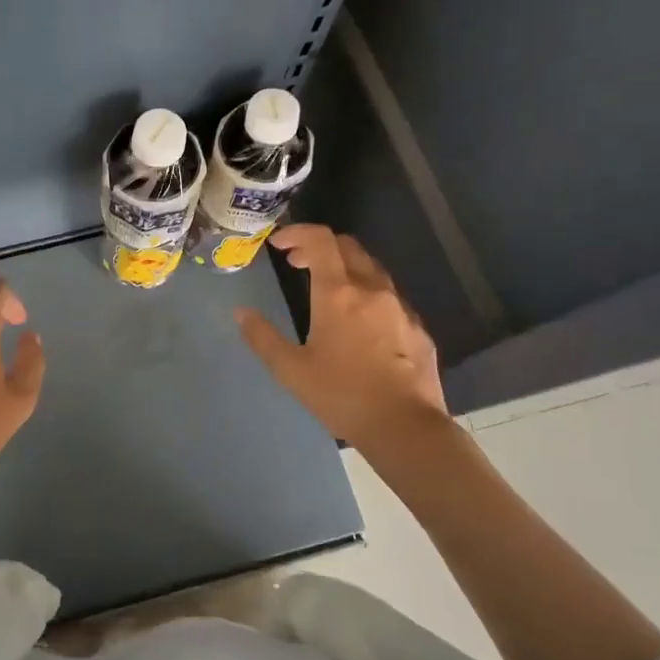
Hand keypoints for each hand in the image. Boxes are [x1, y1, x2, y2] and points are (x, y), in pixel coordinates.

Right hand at [235, 224, 445, 451]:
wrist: (405, 427)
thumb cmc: (341, 395)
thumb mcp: (291, 369)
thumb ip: (262, 337)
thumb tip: (241, 312)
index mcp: (338, 293)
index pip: (320, 240)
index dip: (298, 233)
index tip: (279, 244)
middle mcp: (372, 289)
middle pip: (348, 247)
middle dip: (320, 246)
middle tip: (297, 263)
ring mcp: (400, 307)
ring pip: (372, 269)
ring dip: (346, 267)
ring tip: (327, 289)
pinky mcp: (418, 328)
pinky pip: (390, 297)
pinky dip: (368, 293)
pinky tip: (360, 322)